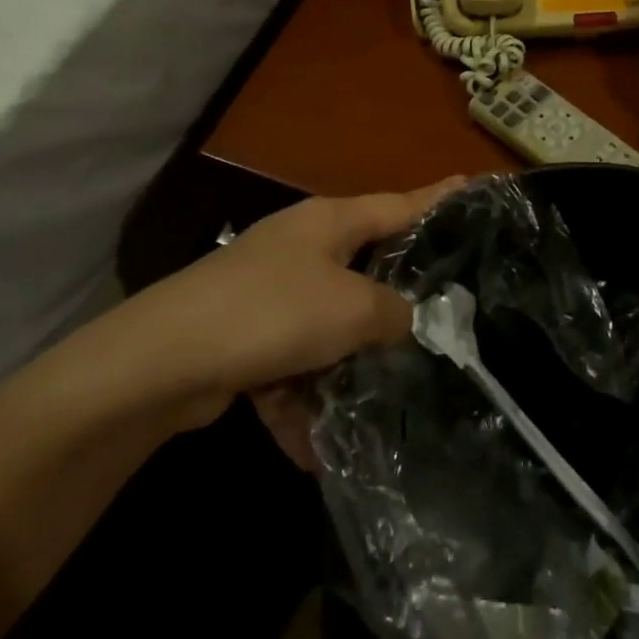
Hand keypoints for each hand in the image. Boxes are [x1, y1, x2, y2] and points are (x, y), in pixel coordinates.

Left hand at [153, 178, 465, 397]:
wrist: (163, 361)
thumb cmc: (272, 312)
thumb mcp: (351, 308)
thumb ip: (395, 313)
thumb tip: (411, 322)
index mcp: (330, 223)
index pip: (400, 204)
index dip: (440, 199)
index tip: (475, 187)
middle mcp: (302, 249)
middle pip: (366, 268)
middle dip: (397, 300)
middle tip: (446, 318)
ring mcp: (271, 294)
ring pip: (329, 328)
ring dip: (346, 370)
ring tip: (384, 406)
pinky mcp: (246, 339)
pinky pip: (290, 369)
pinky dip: (301, 403)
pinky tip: (313, 450)